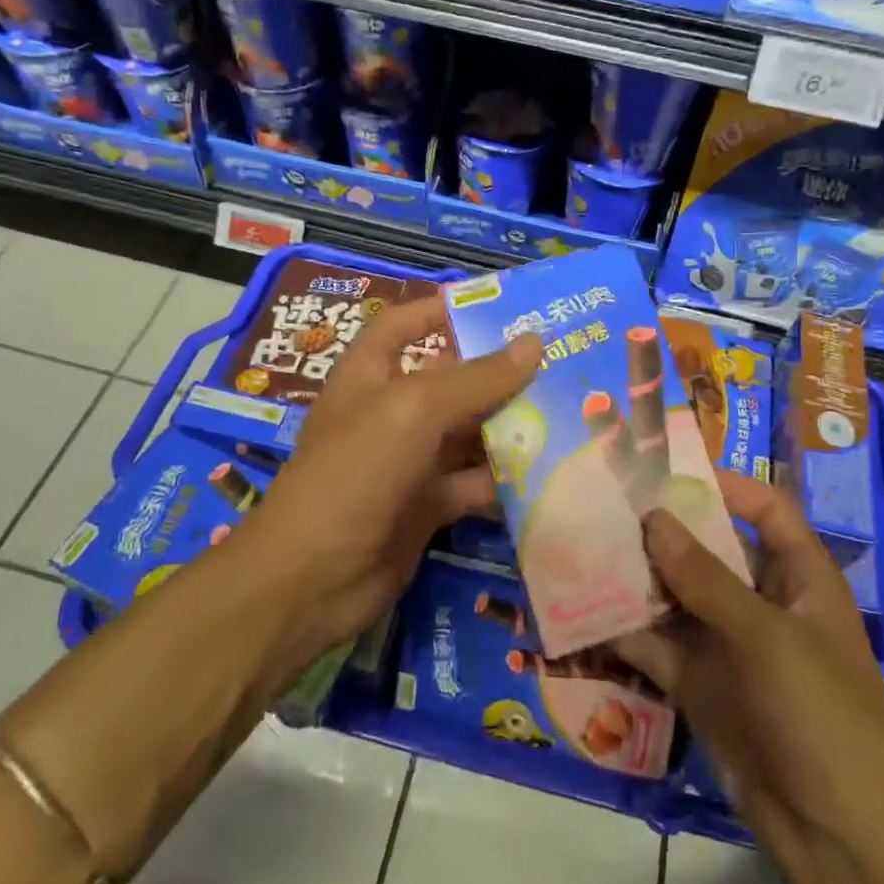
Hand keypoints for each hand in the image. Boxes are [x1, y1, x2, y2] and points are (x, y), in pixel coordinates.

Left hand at [248, 293, 540, 655]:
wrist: (314, 577)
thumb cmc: (356, 471)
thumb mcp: (414, 410)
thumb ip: (475, 378)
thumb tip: (534, 343)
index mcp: (369, 375)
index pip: (403, 326)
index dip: (440, 310)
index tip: (496, 306)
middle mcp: (390, 413)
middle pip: (449, 381)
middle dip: (497, 373)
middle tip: (559, 361)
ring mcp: (409, 462)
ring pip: (467, 434)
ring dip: (510, 426)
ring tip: (570, 409)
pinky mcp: (427, 506)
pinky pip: (473, 482)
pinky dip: (505, 479)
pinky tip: (552, 469)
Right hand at [615, 473, 883, 883]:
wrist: (835, 838)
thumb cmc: (819, 715)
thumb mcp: (767, 637)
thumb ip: (706, 578)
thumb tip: (654, 518)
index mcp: (800, 578)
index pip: (767, 510)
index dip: (726, 485)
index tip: (667, 470)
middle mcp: (761, 602)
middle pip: (709, 549)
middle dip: (663, 530)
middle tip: (606, 503)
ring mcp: (728, 644)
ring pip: (675, 596)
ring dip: (635, 577)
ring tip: (582, 546)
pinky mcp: (699, 683)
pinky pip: (656, 644)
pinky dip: (624, 629)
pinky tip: (581, 609)